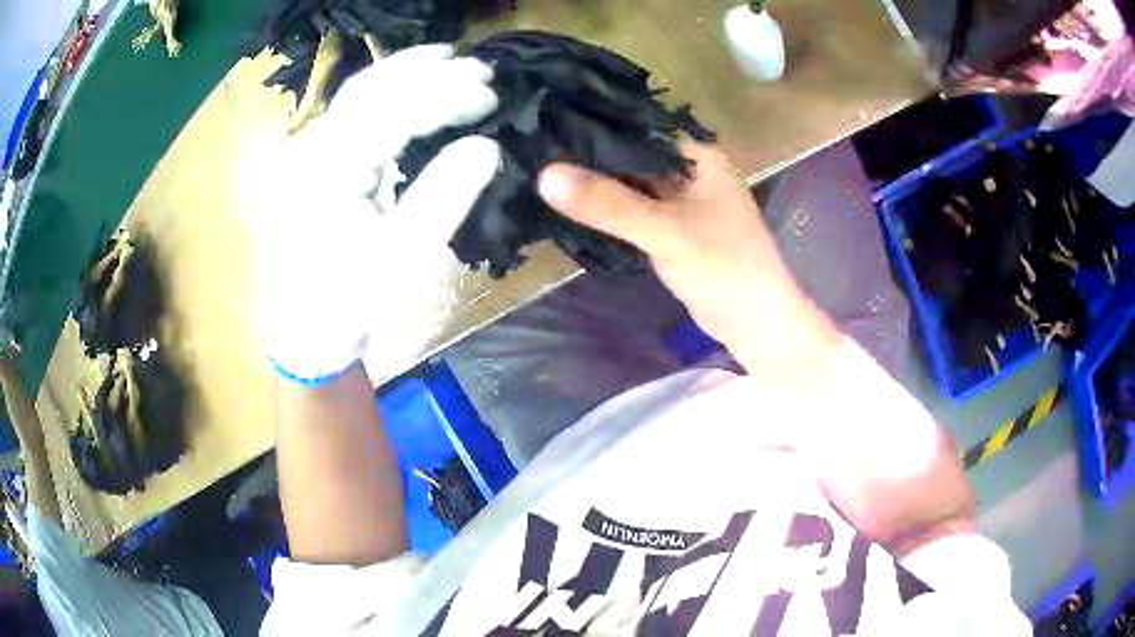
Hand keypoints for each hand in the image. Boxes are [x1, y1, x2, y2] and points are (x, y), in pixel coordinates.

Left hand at [252, 45, 500, 384]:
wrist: (303, 327)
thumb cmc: (349, 301)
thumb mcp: (401, 260)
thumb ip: (443, 198)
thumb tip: (488, 146)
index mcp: (323, 175)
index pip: (388, 115)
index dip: (443, 96)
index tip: (491, 95)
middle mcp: (306, 151)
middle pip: (369, 89)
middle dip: (428, 72)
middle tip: (483, 68)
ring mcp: (305, 150)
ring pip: (358, 92)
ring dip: (408, 71)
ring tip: (454, 60)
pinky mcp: (313, 156)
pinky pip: (353, 109)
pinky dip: (390, 89)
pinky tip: (417, 83)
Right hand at [537, 142, 845, 386]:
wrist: (753, 321)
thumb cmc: (724, 267)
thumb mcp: (665, 231)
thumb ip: (608, 204)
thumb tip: (545, 174)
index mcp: (697, 155)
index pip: (638, 125)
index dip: (596, 121)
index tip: (548, 118)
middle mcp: (688, 169)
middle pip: (632, 152)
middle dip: (591, 152)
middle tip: (536, 144)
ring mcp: (679, 199)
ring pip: (631, 180)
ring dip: (597, 179)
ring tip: (543, 164)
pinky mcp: (671, 226)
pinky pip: (633, 206)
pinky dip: (608, 205)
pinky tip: (572, 199)